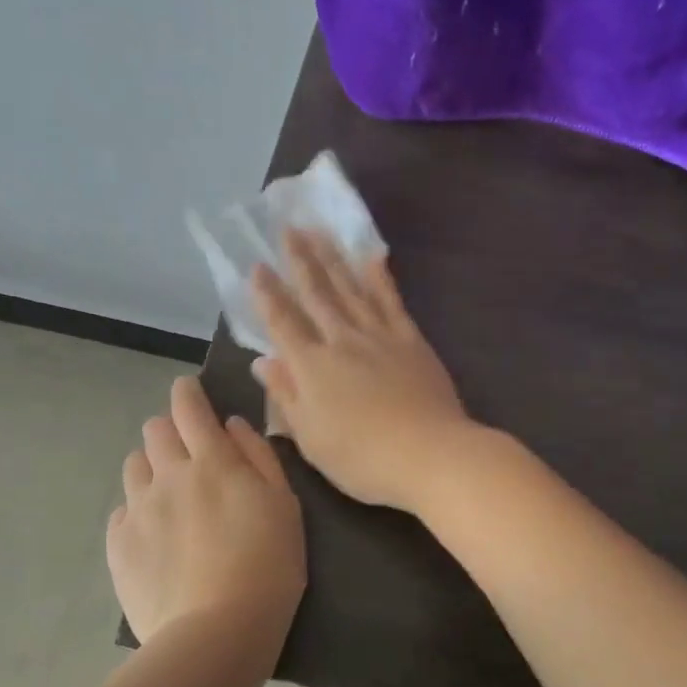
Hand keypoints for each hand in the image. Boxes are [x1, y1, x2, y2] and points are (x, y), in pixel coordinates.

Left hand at [107, 376, 304, 672]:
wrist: (217, 632)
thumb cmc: (268, 565)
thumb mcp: (284, 505)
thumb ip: (259, 457)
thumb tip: (232, 425)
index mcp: (212, 461)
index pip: (189, 406)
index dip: (187, 392)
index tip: (190, 392)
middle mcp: (168, 475)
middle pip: (155, 430)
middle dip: (171, 429)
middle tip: (191, 454)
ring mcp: (138, 510)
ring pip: (134, 465)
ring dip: (152, 467)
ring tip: (173, 495)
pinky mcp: (119, 545)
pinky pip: (122, 510)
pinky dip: (138, 510)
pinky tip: (157, 534)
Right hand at [250, 231, 473, 512]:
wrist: (429, 454)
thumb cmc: (363, 458)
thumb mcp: (311, 438)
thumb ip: (286, 396)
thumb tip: (263, 362)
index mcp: (312, 367)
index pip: (283, 322)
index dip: (268, 294)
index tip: (257, 266)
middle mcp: (342, 341)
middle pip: (317, 294)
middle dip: (300, 260)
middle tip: (288, 228)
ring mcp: (379, 336)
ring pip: (351, 288)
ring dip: (333, 258)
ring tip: (320, 232)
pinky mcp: (411, 339)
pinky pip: (391, 300)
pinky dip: (380, 277)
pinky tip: (372, 257)